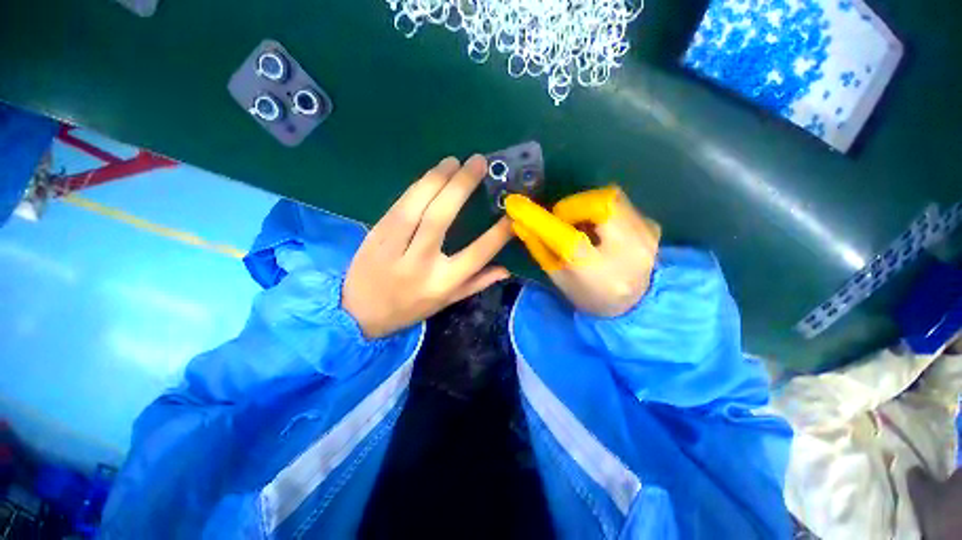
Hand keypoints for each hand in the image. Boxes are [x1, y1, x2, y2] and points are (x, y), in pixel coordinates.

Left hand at [343, 155, 512, 337]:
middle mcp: (419, 262)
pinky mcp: (376, 233)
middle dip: (461, 186)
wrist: (358, 312)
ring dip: (437, 179)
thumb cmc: (409, 308)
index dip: (497, 234)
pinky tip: (431, 175)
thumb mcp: (446, 302)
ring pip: (416, 205)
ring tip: (454, 161)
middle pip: (440, 218)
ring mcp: (394, 245)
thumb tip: (506, 269)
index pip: (476, 254)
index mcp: (441, 282)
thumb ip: (476, 284)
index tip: (511, 214)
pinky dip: (417, 186)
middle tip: (478, 163)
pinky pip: (399, 204)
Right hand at [505, 186, 660, 316]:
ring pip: (611, 198)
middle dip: (571, 206)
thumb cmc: (591, 297)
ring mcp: (646, 236)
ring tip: (579, 224)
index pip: (567, 239)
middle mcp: (629, 251)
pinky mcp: (653, 227)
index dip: (539, 219)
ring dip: (586, 206)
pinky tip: (599, 229)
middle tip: (560, 219)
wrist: (637, 305)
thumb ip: (540, 250)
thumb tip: (521, 223)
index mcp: (600, 273)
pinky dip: (602, 210)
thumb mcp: (560, 279)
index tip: (516, 205)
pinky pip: (622, 205)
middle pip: (599, 204)